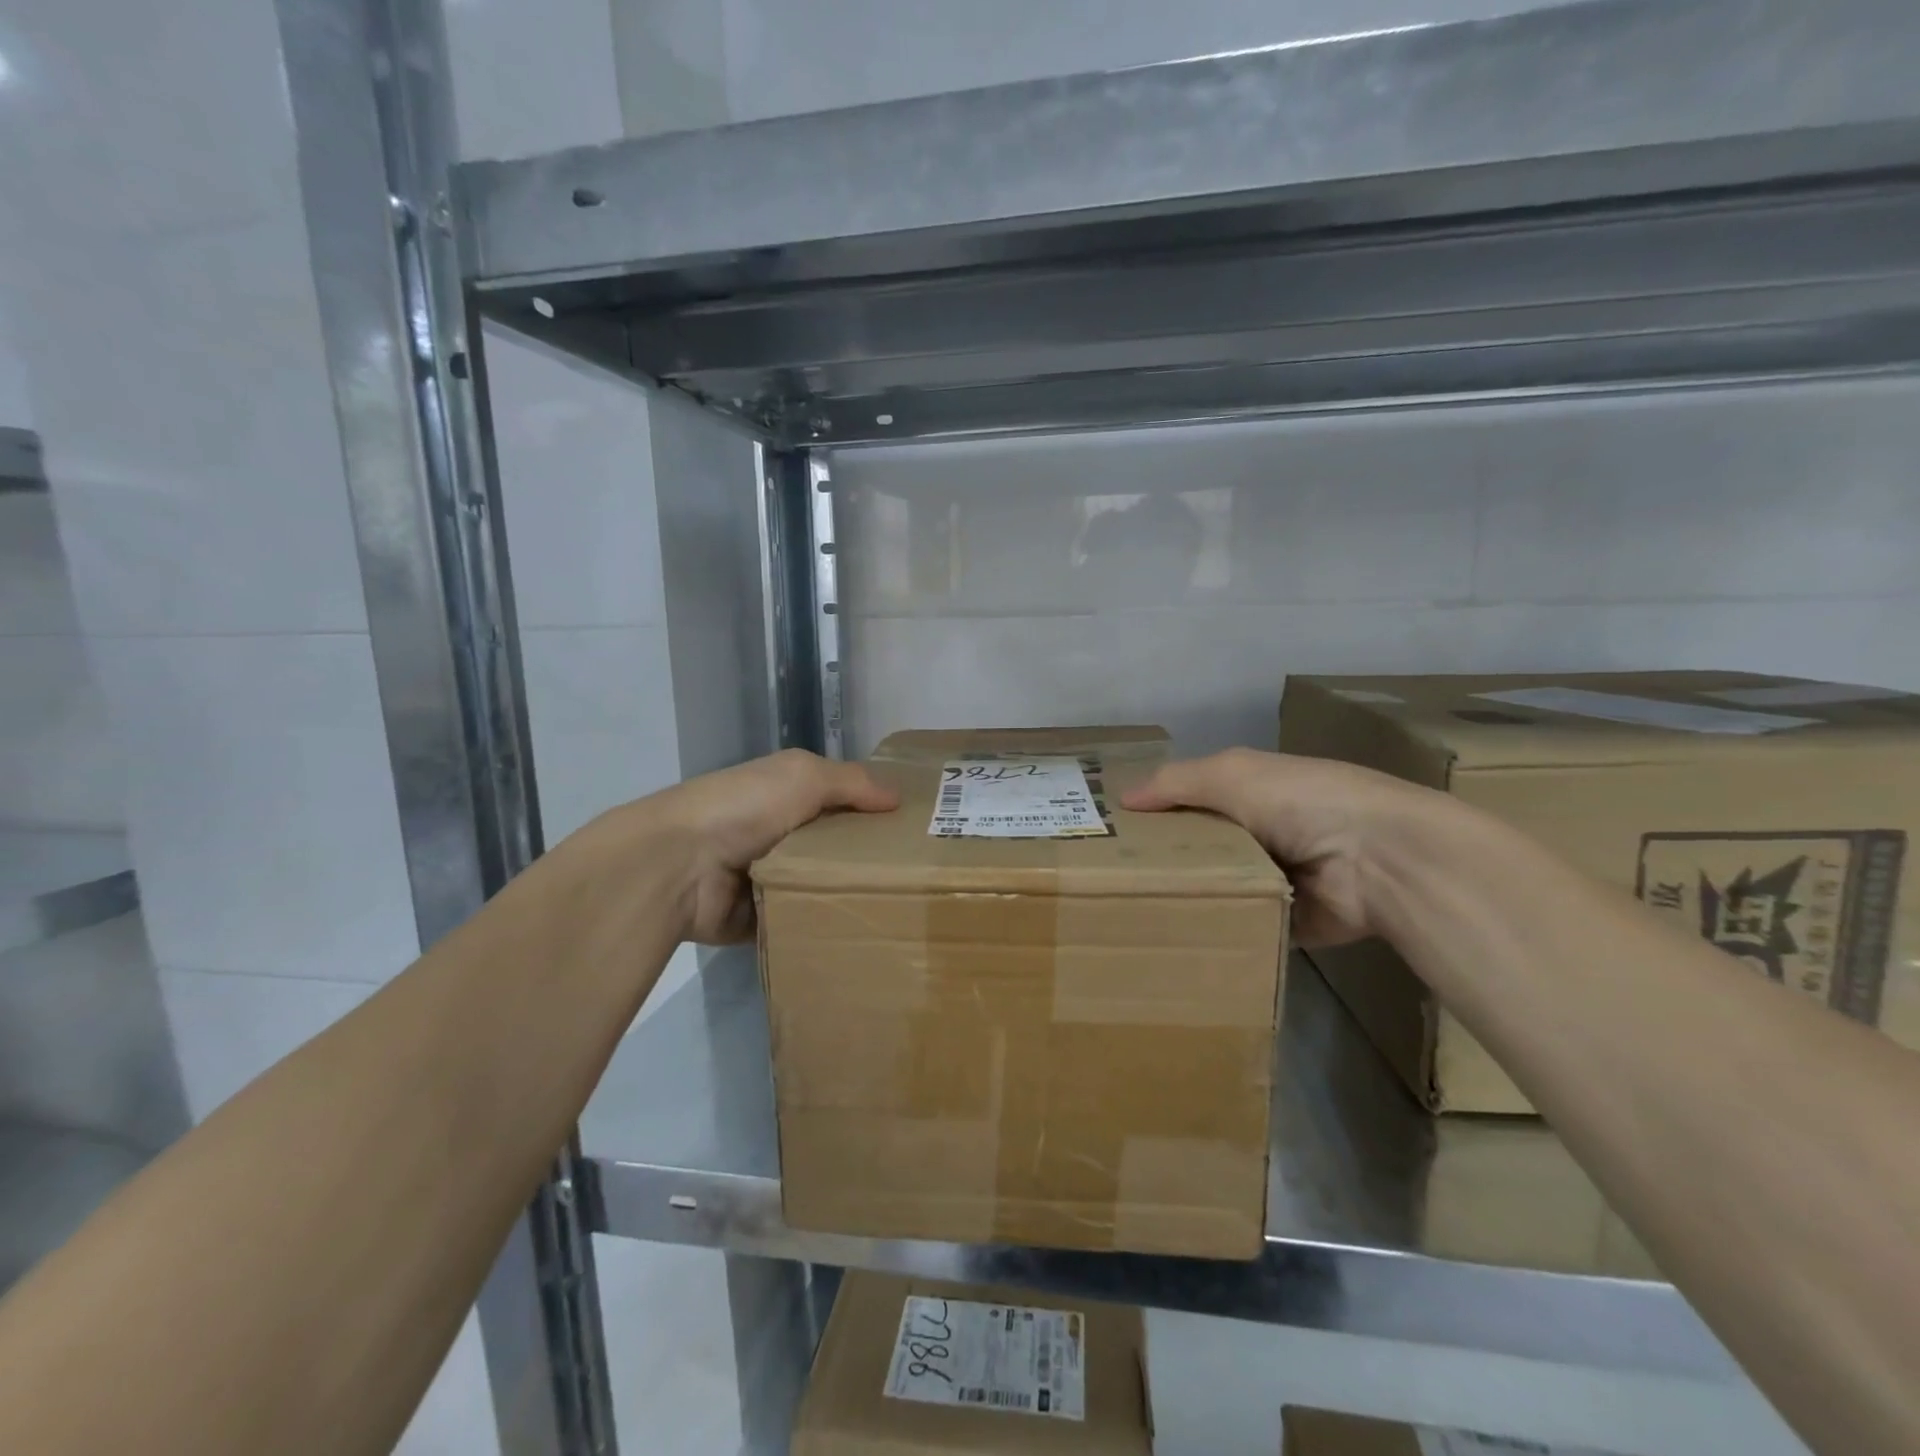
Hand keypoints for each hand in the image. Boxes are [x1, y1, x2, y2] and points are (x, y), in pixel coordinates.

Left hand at [646, 749, 896, 942]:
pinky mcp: (762, 918)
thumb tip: (898, 798)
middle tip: (919, 875)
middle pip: (838, 845)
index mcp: (788, 794)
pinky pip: (803, 920)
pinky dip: (823, 923)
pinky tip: (864, 930)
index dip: (876, 810)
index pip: (843, 800)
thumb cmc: (746, 807)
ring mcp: (770, 877)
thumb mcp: (804, 776)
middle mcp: (781, 832)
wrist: (678, 865)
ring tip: (902, 908)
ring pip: (824, 885)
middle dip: (870, 857)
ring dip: (850, 892)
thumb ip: (853, 783)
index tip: (919, 829)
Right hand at [1121, 749, 1441, 946]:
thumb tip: (1121, 798)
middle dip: (1164, 859)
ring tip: (1133, 912)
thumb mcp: (1231, 774)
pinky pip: (1240, 925)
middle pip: (1199, 847)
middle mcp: (1261, 833)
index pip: (1191, 799)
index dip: (1156, 812)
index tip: (1112, 834)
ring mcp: (1275, 878)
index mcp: (1251, 792)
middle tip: (1112, 880)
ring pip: (1216, 887)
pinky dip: (1217, 928)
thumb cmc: (1301, 801)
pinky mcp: (1287, 921)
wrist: (1379, 860)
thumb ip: (1175, 783)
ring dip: (1188, 896)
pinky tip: (1174, 937)